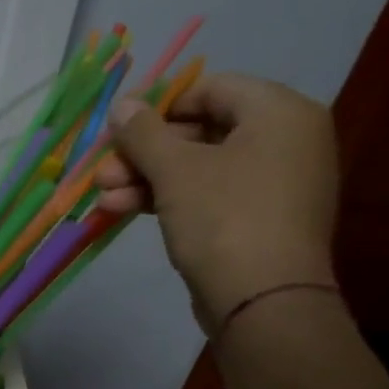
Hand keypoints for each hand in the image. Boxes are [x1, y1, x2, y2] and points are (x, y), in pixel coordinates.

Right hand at [93, 72, 337, 328]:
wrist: (262, 300)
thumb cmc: (223, 217)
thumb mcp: (175, 169)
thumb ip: (144, 132)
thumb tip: (123, 103)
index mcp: (279, 113)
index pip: (212, 88)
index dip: (160, 105)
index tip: (119, 126)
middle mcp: (285, 141)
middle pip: (201, 130)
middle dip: (144, 151)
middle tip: (103, 169)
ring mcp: (273, 183)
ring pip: (198, 167)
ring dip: (146, 178)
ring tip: (103, 195)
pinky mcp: (257, 219)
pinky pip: (208, 195)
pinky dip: (168, 198)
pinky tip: (122, 209)